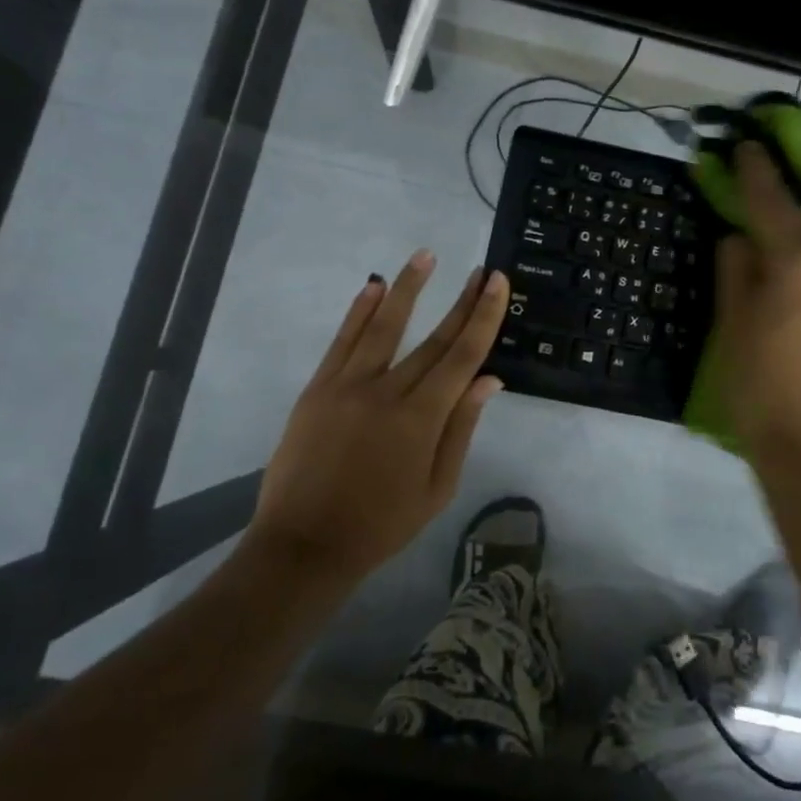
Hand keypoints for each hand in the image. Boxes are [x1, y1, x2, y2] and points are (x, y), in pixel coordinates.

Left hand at [242, 251, 509, 588]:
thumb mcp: (437, 488)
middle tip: (478, 270)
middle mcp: (387, 392)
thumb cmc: (381, 525)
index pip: (462, 356)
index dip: (483, 316)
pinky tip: (373, 286)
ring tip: (426, 255)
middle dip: (460, 301)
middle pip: (432, 338)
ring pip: (384, 327)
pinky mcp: (318, 389)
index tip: (496, 283)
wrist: (303, 545)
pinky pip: (342, 342)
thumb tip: (489, 379)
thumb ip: (461, 430)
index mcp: (422, 419)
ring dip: (407, 288)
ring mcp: (347, 386)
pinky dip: (358, 312)